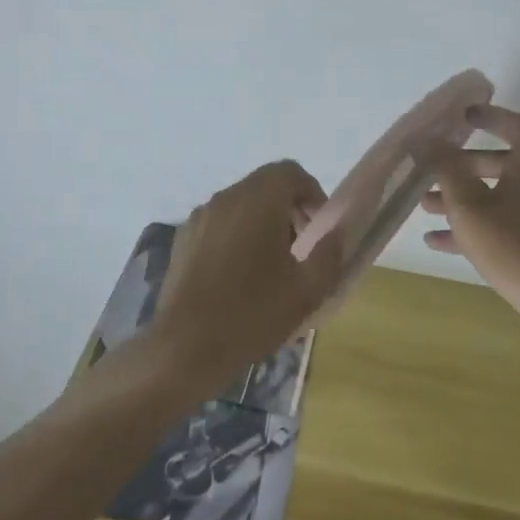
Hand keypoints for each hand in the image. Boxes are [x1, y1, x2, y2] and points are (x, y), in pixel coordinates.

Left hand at [152, 160, 343, 388]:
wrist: (185, 347)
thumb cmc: (252, 314)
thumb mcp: (307, 290)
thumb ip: (329, 253)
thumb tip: (336, 232)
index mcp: (258, 200)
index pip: (290, 172)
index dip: (311, 192)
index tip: (319, 226)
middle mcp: (226, 198)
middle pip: (265, 185)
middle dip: (289, 208)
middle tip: (301, 247)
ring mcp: (200, 217)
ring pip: (241, 204)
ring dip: (262, 221)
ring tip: (271, 265)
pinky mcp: (183, 238)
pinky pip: (219, 223)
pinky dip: (236, 234)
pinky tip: (239, 275)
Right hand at [421, 104, 519, 346]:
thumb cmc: (518, 249)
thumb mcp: (471, 208)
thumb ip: (448, 171)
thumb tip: (430, 140)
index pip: (517, 126)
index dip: (491, 116)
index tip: (463, 117)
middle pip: (503, 164)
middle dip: (463, 167)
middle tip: (432, 172)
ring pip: (499, 198)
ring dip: (463, 199)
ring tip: (426, 208)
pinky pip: (505, 227)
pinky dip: (476, 229)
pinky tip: (440, 244)